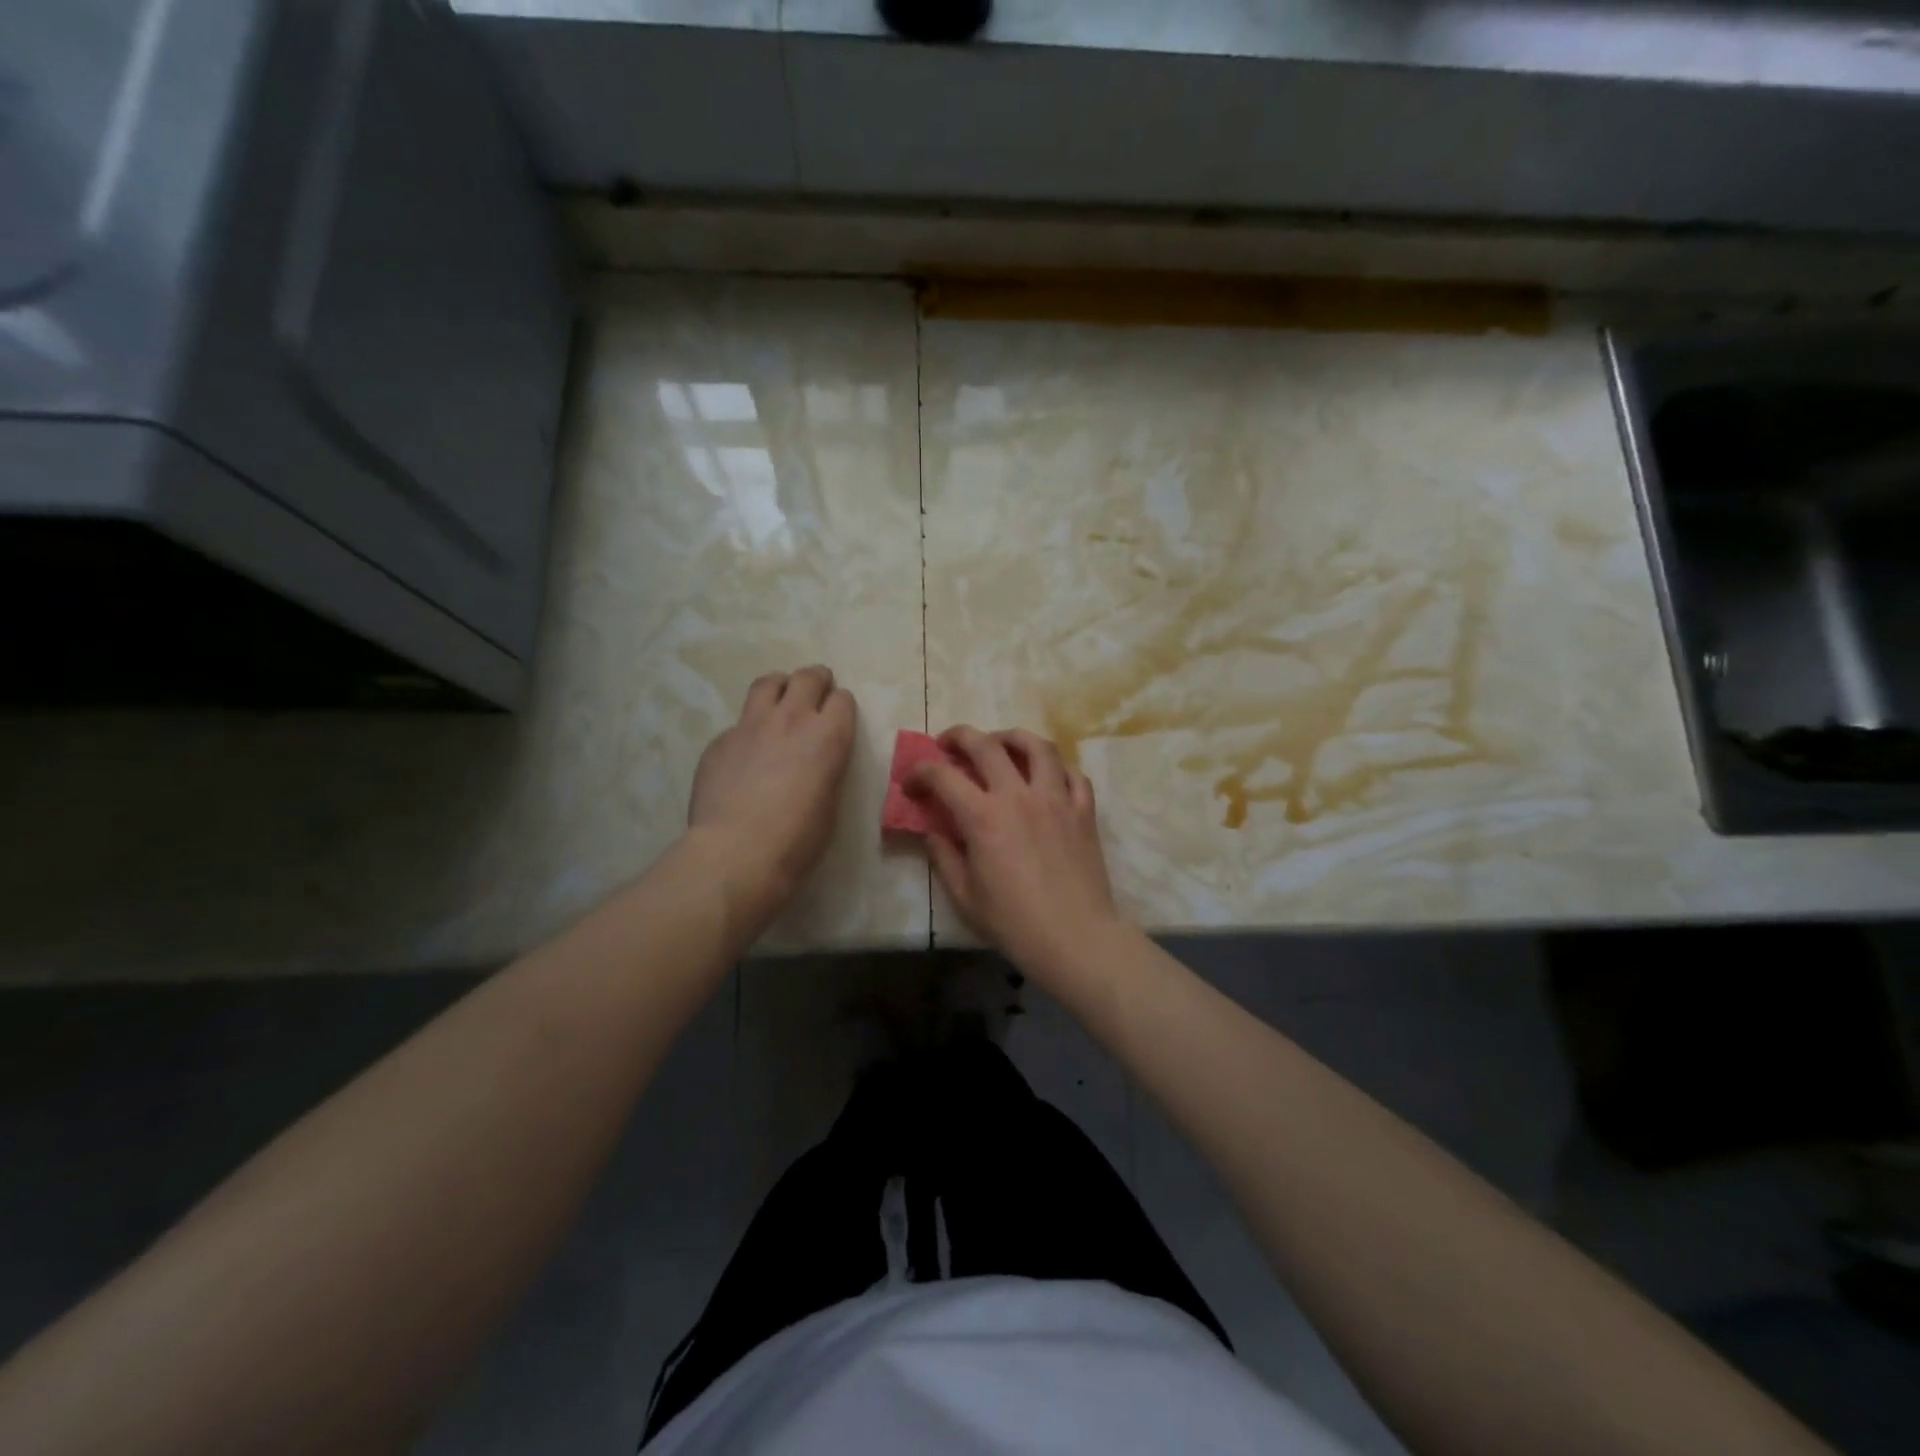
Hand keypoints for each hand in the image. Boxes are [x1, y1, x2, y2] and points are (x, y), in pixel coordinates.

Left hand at [687, 665, 855, 932]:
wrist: (736, 852)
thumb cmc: (797, 840)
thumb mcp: (830, 803)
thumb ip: (826, 769)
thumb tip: (815, 762)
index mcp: (828, 737)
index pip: (843, 700)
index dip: (841, 707)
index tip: (838, 717)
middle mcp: (791, 719)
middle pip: (808, 678)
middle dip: (816, 681)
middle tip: (816, 691)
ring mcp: (750, 726)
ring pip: (768, 683)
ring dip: (780, 687)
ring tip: (780, 700)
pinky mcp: (720, 741)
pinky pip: (738, 722)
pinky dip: (748, 729)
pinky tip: (745, 752)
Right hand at [908, 727, 1123, 981]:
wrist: (1076, 938)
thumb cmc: (1015, 923)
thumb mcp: (965, 897)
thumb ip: (944, 857)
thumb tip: (933, 832)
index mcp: (983, 817)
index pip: (942, 776)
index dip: (920, 773)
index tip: (911, 784)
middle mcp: (1019, 796)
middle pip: (986, 745)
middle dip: (959, 736)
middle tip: (947, 744)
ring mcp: (1056, 799)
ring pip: (1037, 746)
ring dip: (1012, 737)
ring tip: (1000, 744)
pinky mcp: (1084, 810)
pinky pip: (1072, 773)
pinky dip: (1056, 767)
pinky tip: (1046, 775)